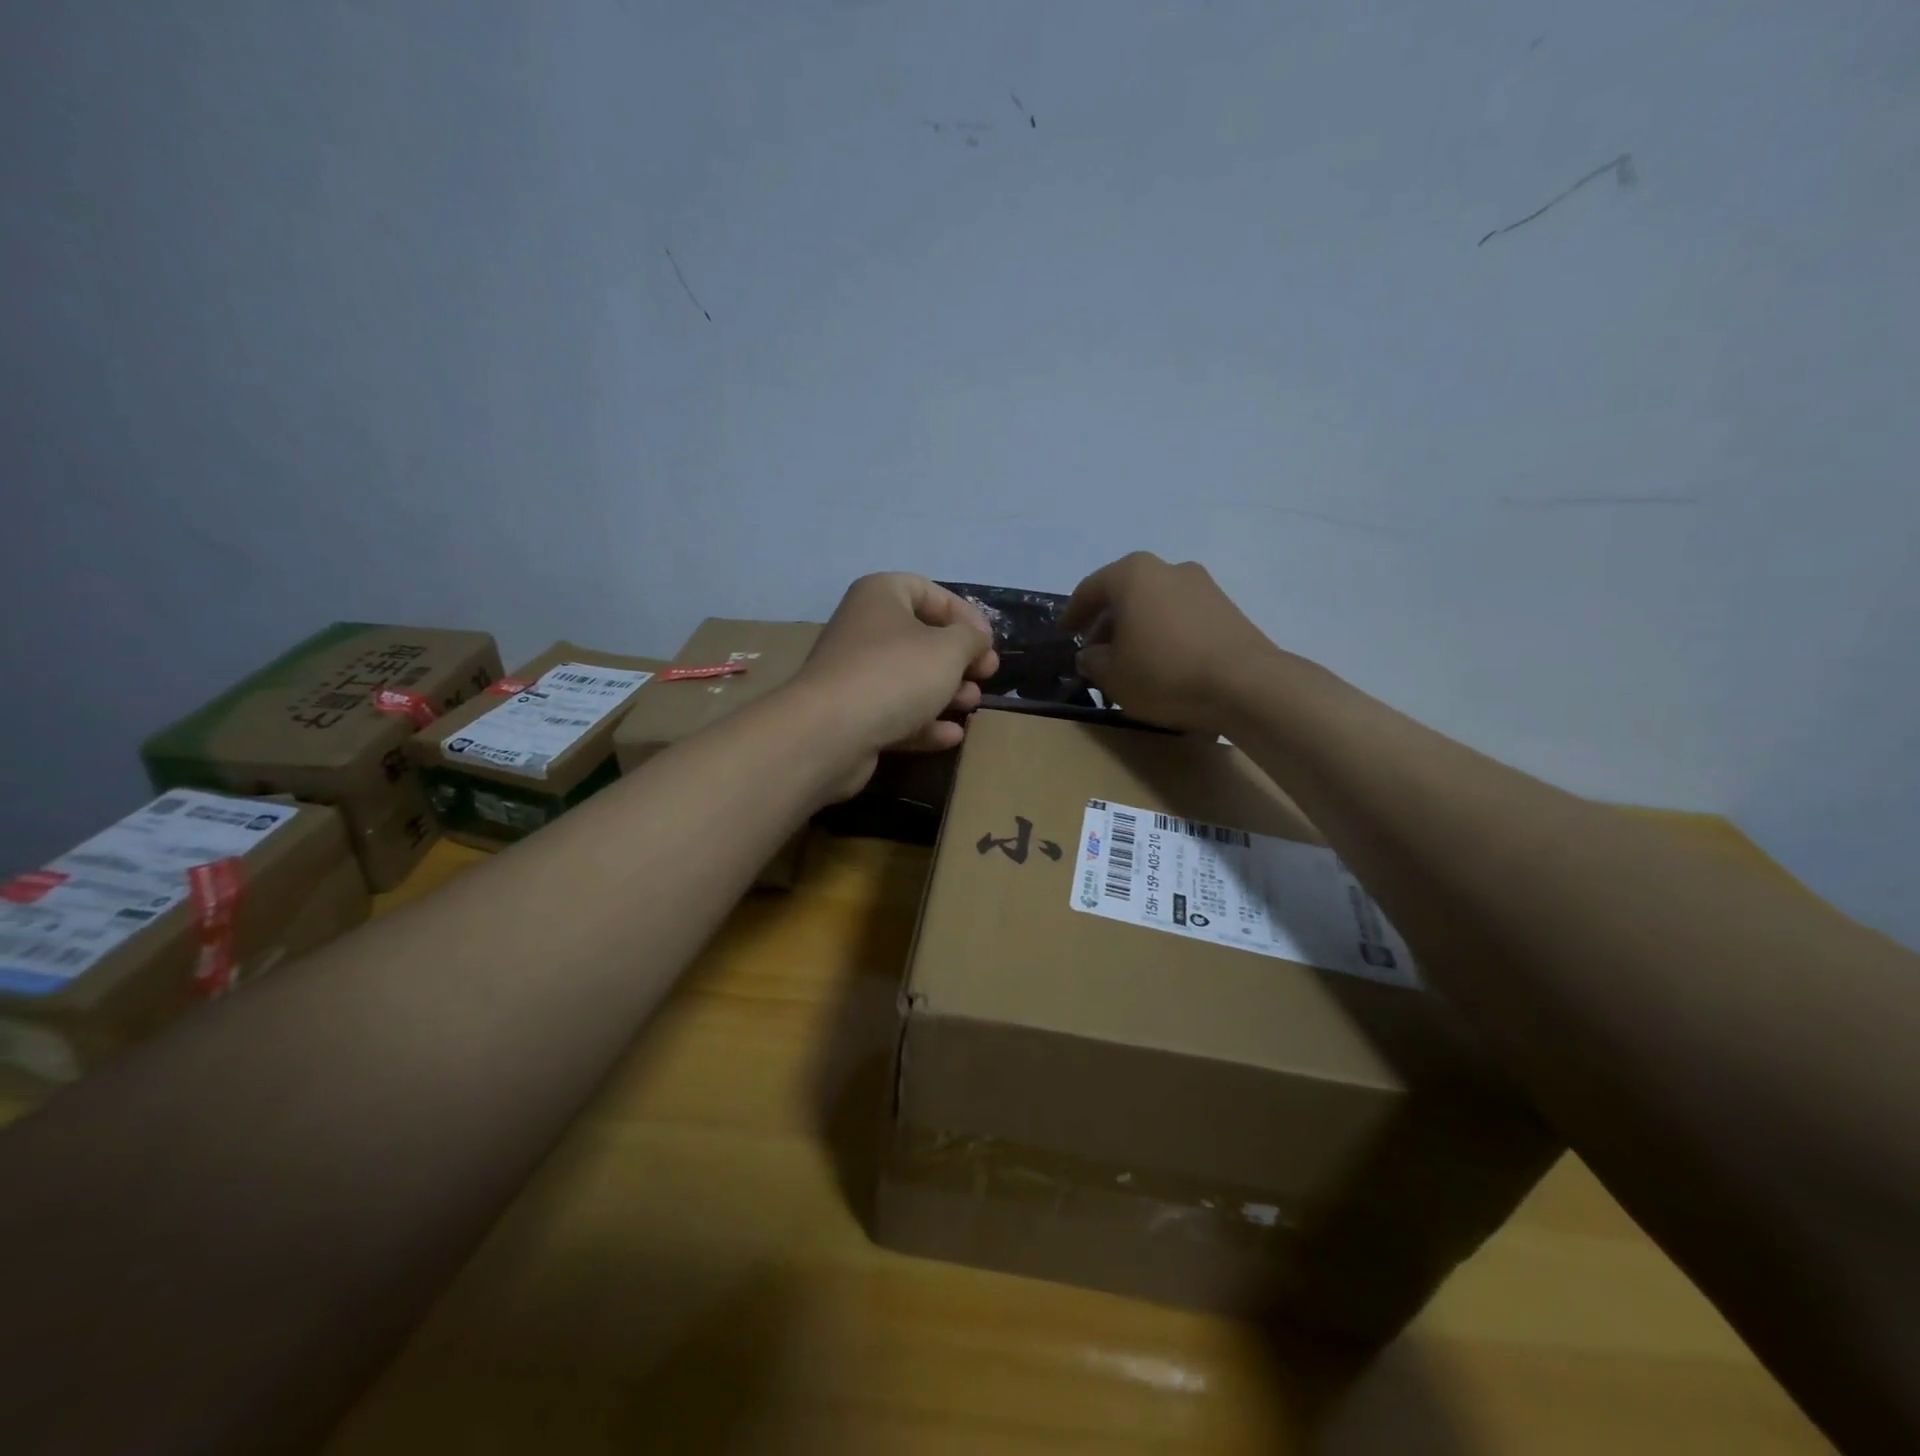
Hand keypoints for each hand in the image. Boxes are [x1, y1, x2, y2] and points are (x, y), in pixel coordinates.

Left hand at [788, 573, 998, 797]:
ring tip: (972, 704)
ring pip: (909, 678)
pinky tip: (952, 736)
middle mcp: (863, 629)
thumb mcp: (949, 649)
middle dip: (958, 658)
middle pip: (920, 638)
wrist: (830, 732)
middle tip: (986, 675)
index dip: (963, 614)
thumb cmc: (895, 674)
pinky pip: (895, 713)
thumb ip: (971, 639)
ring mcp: (855, 675)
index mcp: (880, 596)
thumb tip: (976, 640)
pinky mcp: (852, 716)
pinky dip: (924, 722)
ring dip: (946, 691)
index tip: (988, 642)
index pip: (927, 591)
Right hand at [1060, 552, 1285, 732]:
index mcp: (1133, 575)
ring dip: (1138, 628)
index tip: (1065, 633)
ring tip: (1130, 662)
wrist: (1246, 685)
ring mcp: (1203, 586)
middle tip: (1097, 653)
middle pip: (1126, 593)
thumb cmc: (1164, 673)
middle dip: (1107, 622)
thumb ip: (1093, 661)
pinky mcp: (1227, 608)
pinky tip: (1163, 663)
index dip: (1073, 613)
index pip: (1091, 589)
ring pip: (1155, 604)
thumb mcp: (1113, 676)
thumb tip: (1091, 654)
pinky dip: (1165, 633)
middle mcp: (1168, 568)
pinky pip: (1181, 616)